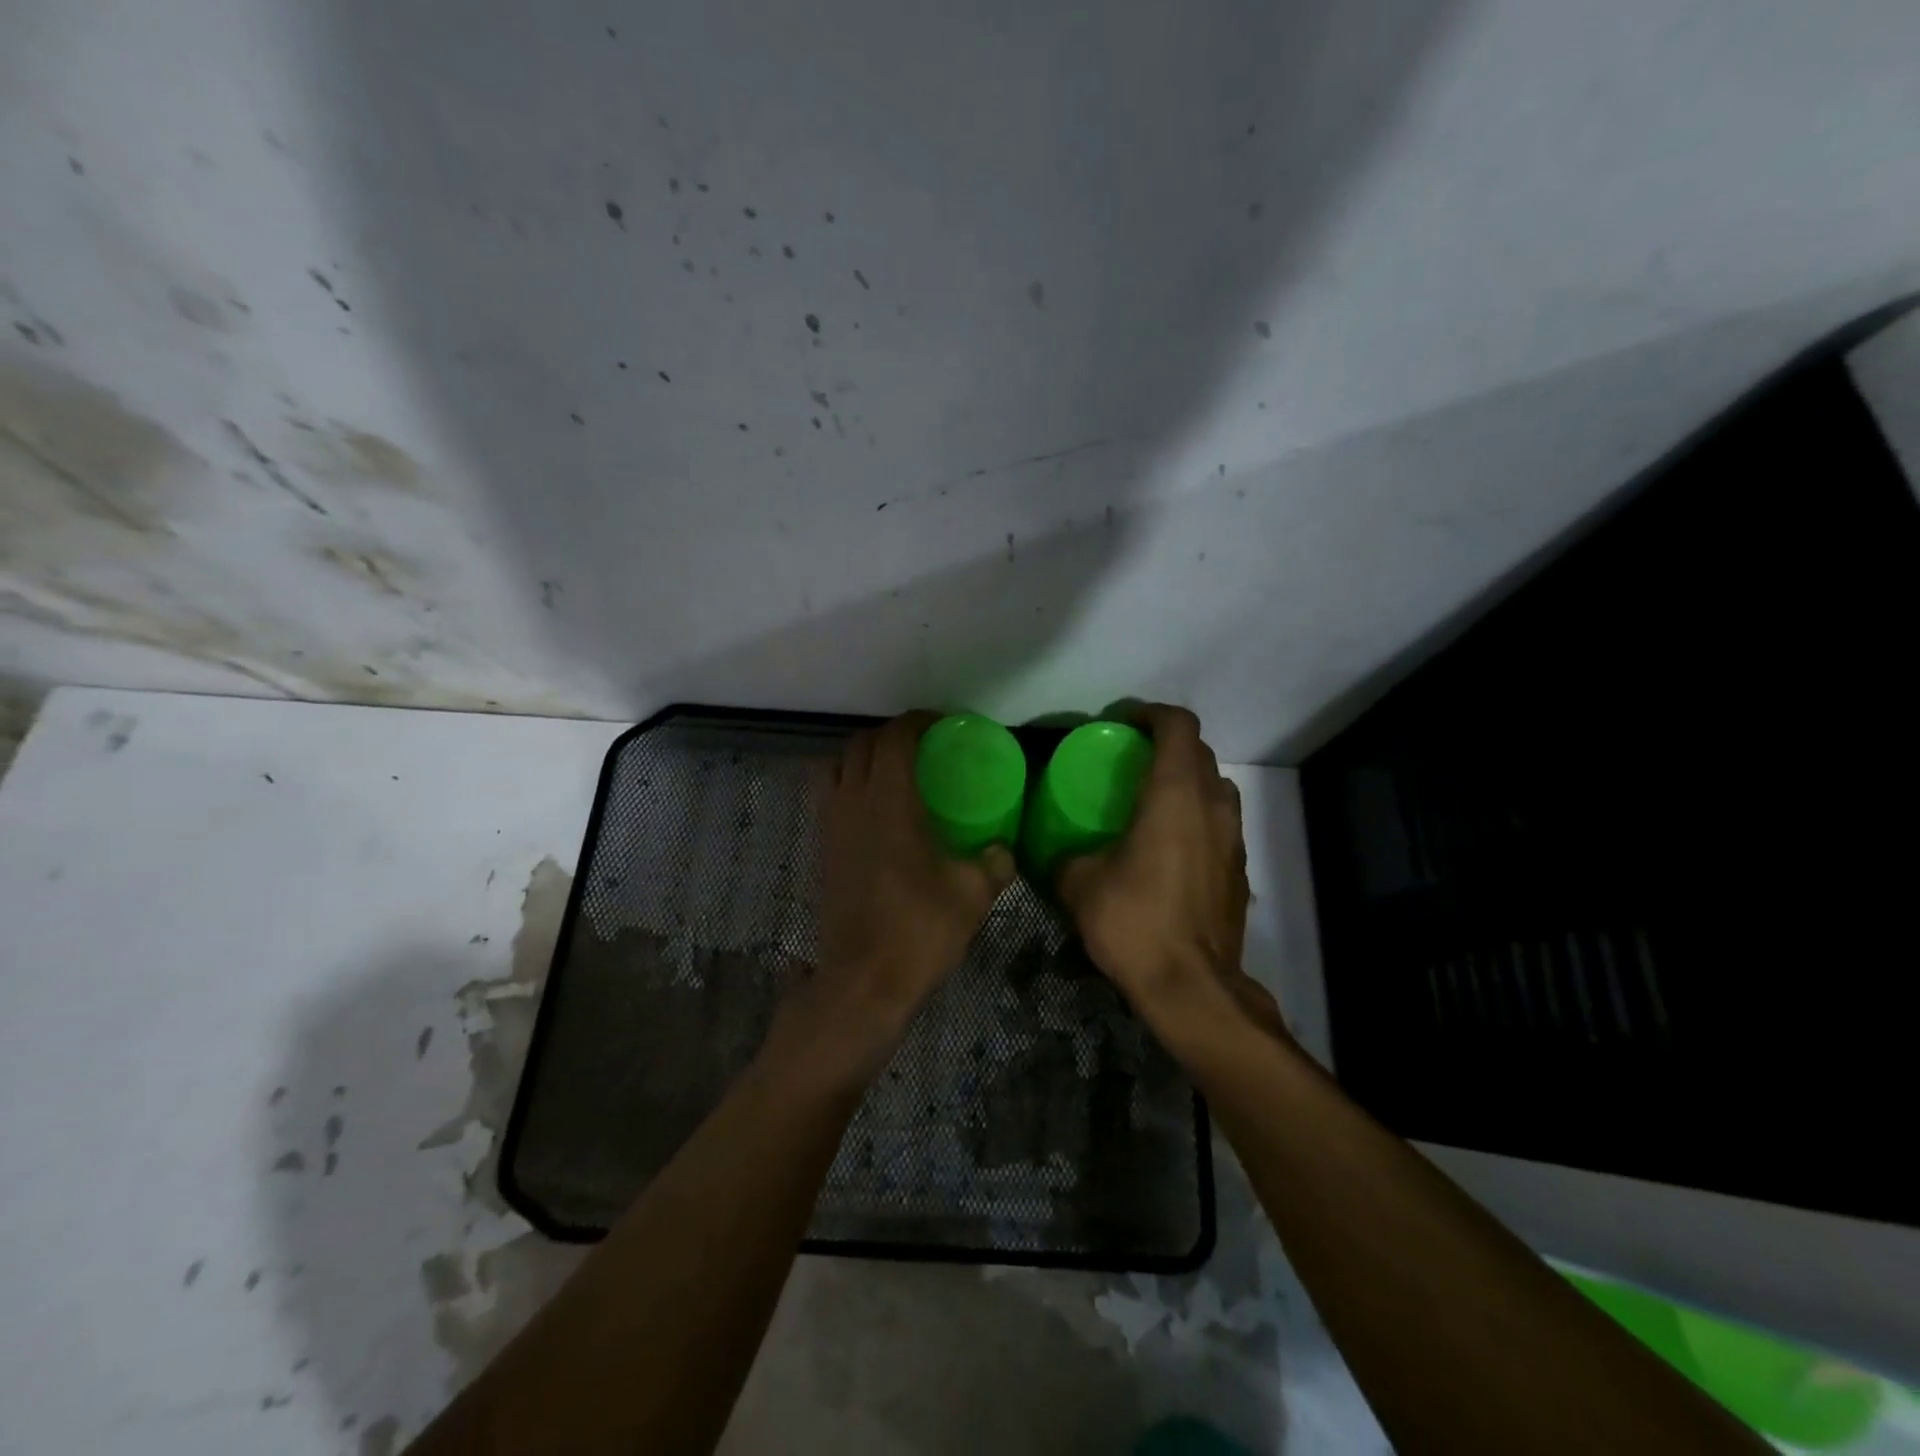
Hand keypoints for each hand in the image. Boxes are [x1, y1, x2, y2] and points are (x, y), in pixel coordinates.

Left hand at [798, 711, 1015, 1061]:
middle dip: (890, 735)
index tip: (942, 724)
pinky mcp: (823, 850)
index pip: (895, 739)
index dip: (917, 722)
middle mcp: (852, 802)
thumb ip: (994, 863)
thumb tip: (1004, 850)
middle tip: (924, 747)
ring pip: (837, 767)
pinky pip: (830, 796)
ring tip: (895, 772)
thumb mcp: (972, 894)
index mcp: (888, 802)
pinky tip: (878, 811)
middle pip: (861, 745)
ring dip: (864, 757)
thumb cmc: (918, 930)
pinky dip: (850, 785)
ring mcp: (830, 826)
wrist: (863, 981)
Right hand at [1057, 705, 1285, 1040]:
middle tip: (1130, 759)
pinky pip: (1221, 822)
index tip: (1122, 723)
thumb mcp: (1080, 884)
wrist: (1192, 987)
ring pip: (1216, 786)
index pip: (1177, 726)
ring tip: (1153, 799)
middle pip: (1199, 751)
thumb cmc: (1135, 922)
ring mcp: (1233, 838)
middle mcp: (1212, 806)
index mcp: (1174, 795)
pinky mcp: (1240, 869)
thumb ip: (1065, 857)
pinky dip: (1198, 816)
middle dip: (1166, 744)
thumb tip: (1055, 851)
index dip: (1150, 713)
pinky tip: (1170, 847)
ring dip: (1188, 780)